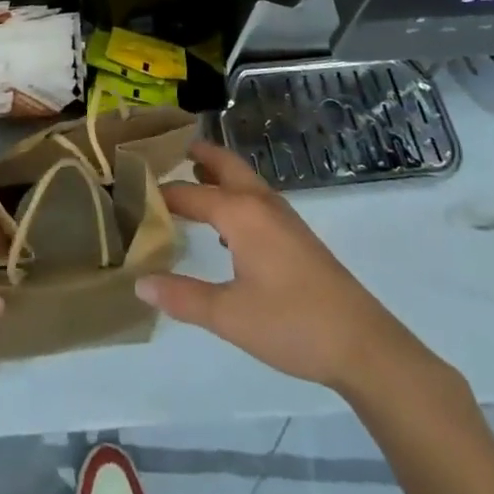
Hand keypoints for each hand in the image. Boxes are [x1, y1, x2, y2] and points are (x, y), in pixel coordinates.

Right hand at [136, 141, 451, 395]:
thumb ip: (183, 297)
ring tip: (188, 175)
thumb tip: (140, 282)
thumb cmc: (291, 324)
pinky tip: (224, 224)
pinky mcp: (295, 233)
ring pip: (242, 178)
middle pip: (223, 163)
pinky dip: (233, 192)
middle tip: (163, 150)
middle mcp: (260, 202)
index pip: (189, 192)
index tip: (131, 189)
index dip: (160, 192)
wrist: (362, 343)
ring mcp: (282, 215)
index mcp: (240, 213)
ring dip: (216, 170)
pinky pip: (255, 196)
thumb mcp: (230, 316)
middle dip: (195, 153)